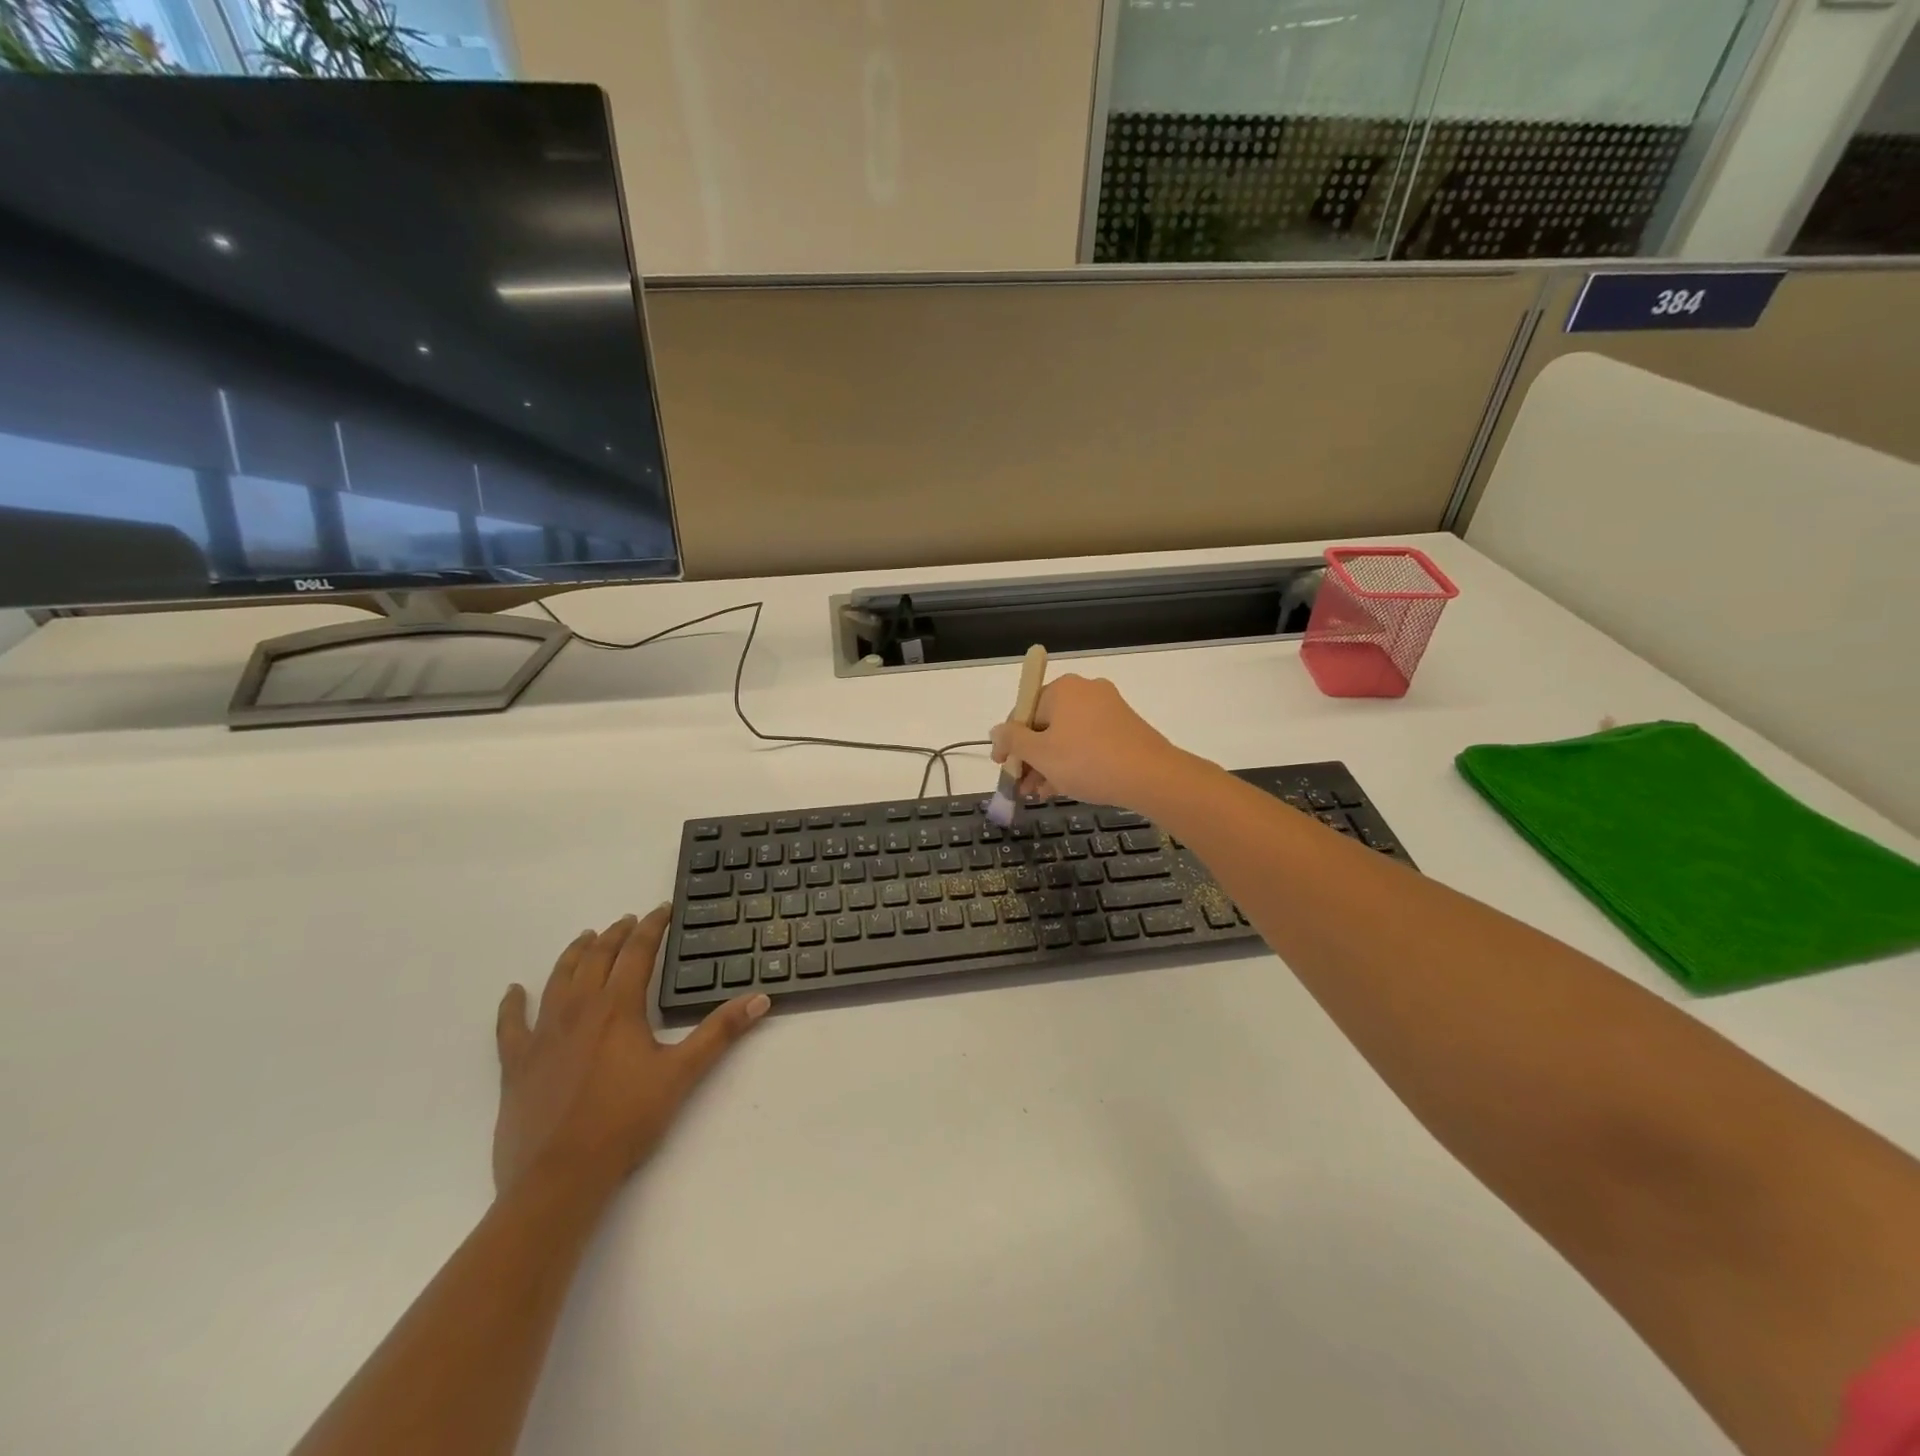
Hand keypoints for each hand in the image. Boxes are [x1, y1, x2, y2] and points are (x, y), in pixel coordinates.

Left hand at [492, 908, 767, 1199]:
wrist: (559, 1177)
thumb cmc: (626, 1121)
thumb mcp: (682, 1073)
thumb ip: (720, 1032)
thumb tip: (760, 998)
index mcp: (618, 1008)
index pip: (638, 952)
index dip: (652, 927)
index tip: (662, 910)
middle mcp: (579, 1009)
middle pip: (597, 958)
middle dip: (615, 934)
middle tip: (628, 920)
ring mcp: (543, 1034)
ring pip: (558, 979)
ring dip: (575, 954)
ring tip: (586, 937)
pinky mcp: (516, 1063)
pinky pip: (510, 1025)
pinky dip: (511, 1004)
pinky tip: (514, 991)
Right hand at [988, 673, 1191, 810]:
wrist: (1150, 776)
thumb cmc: (1086, 761)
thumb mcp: (1040, 754)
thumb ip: (1012, 741)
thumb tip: (995, 731)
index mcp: (1062, 688)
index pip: (1023, 711)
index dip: (1008, 741)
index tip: (1002, 766)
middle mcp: (1086, 691)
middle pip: (1045, 724)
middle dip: (1031, 757)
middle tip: (1021, 786)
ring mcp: (1109, 709)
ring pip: (1067, 736)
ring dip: (1049, 764)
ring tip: (1040, 793)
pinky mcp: (1124, 728)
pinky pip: (1088, 742)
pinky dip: (1073, 762)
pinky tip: (1063, 788)